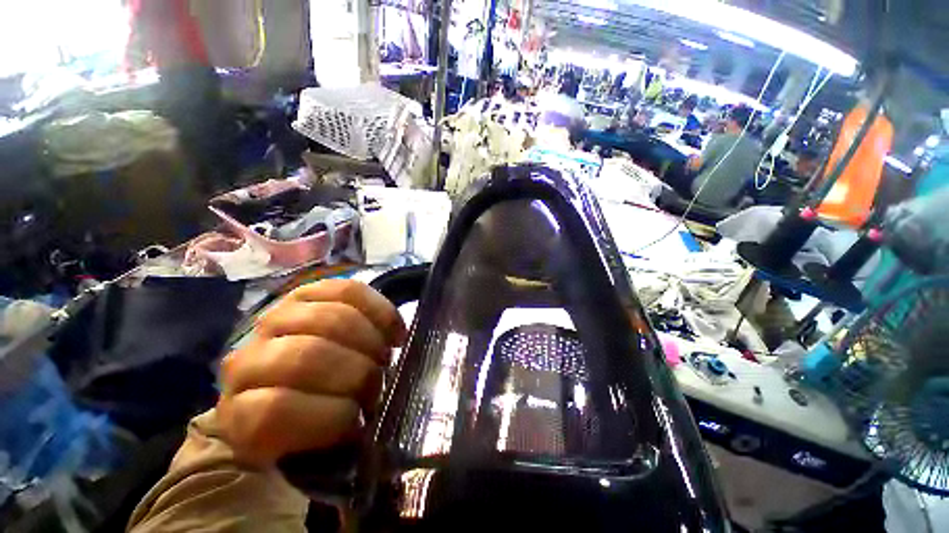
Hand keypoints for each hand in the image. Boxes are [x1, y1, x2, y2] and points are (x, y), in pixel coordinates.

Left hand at [216, 280, 405, 467]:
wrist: (289, 377)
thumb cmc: (306, 419)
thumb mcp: (309, 448)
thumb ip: (327, 445)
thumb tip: (366, 428)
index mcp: (239, 413)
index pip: (274, 411)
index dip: (331, 416)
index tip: (360, 423)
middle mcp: (249, 359)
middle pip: (308, 356)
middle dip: (359, 372)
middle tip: (379, 383)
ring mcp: (277, 318)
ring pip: (331, 319)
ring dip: (372, 340)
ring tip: (384, 355)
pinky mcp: (308, 292)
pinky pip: (348, 290)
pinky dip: (379, 311)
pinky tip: (391, 330)